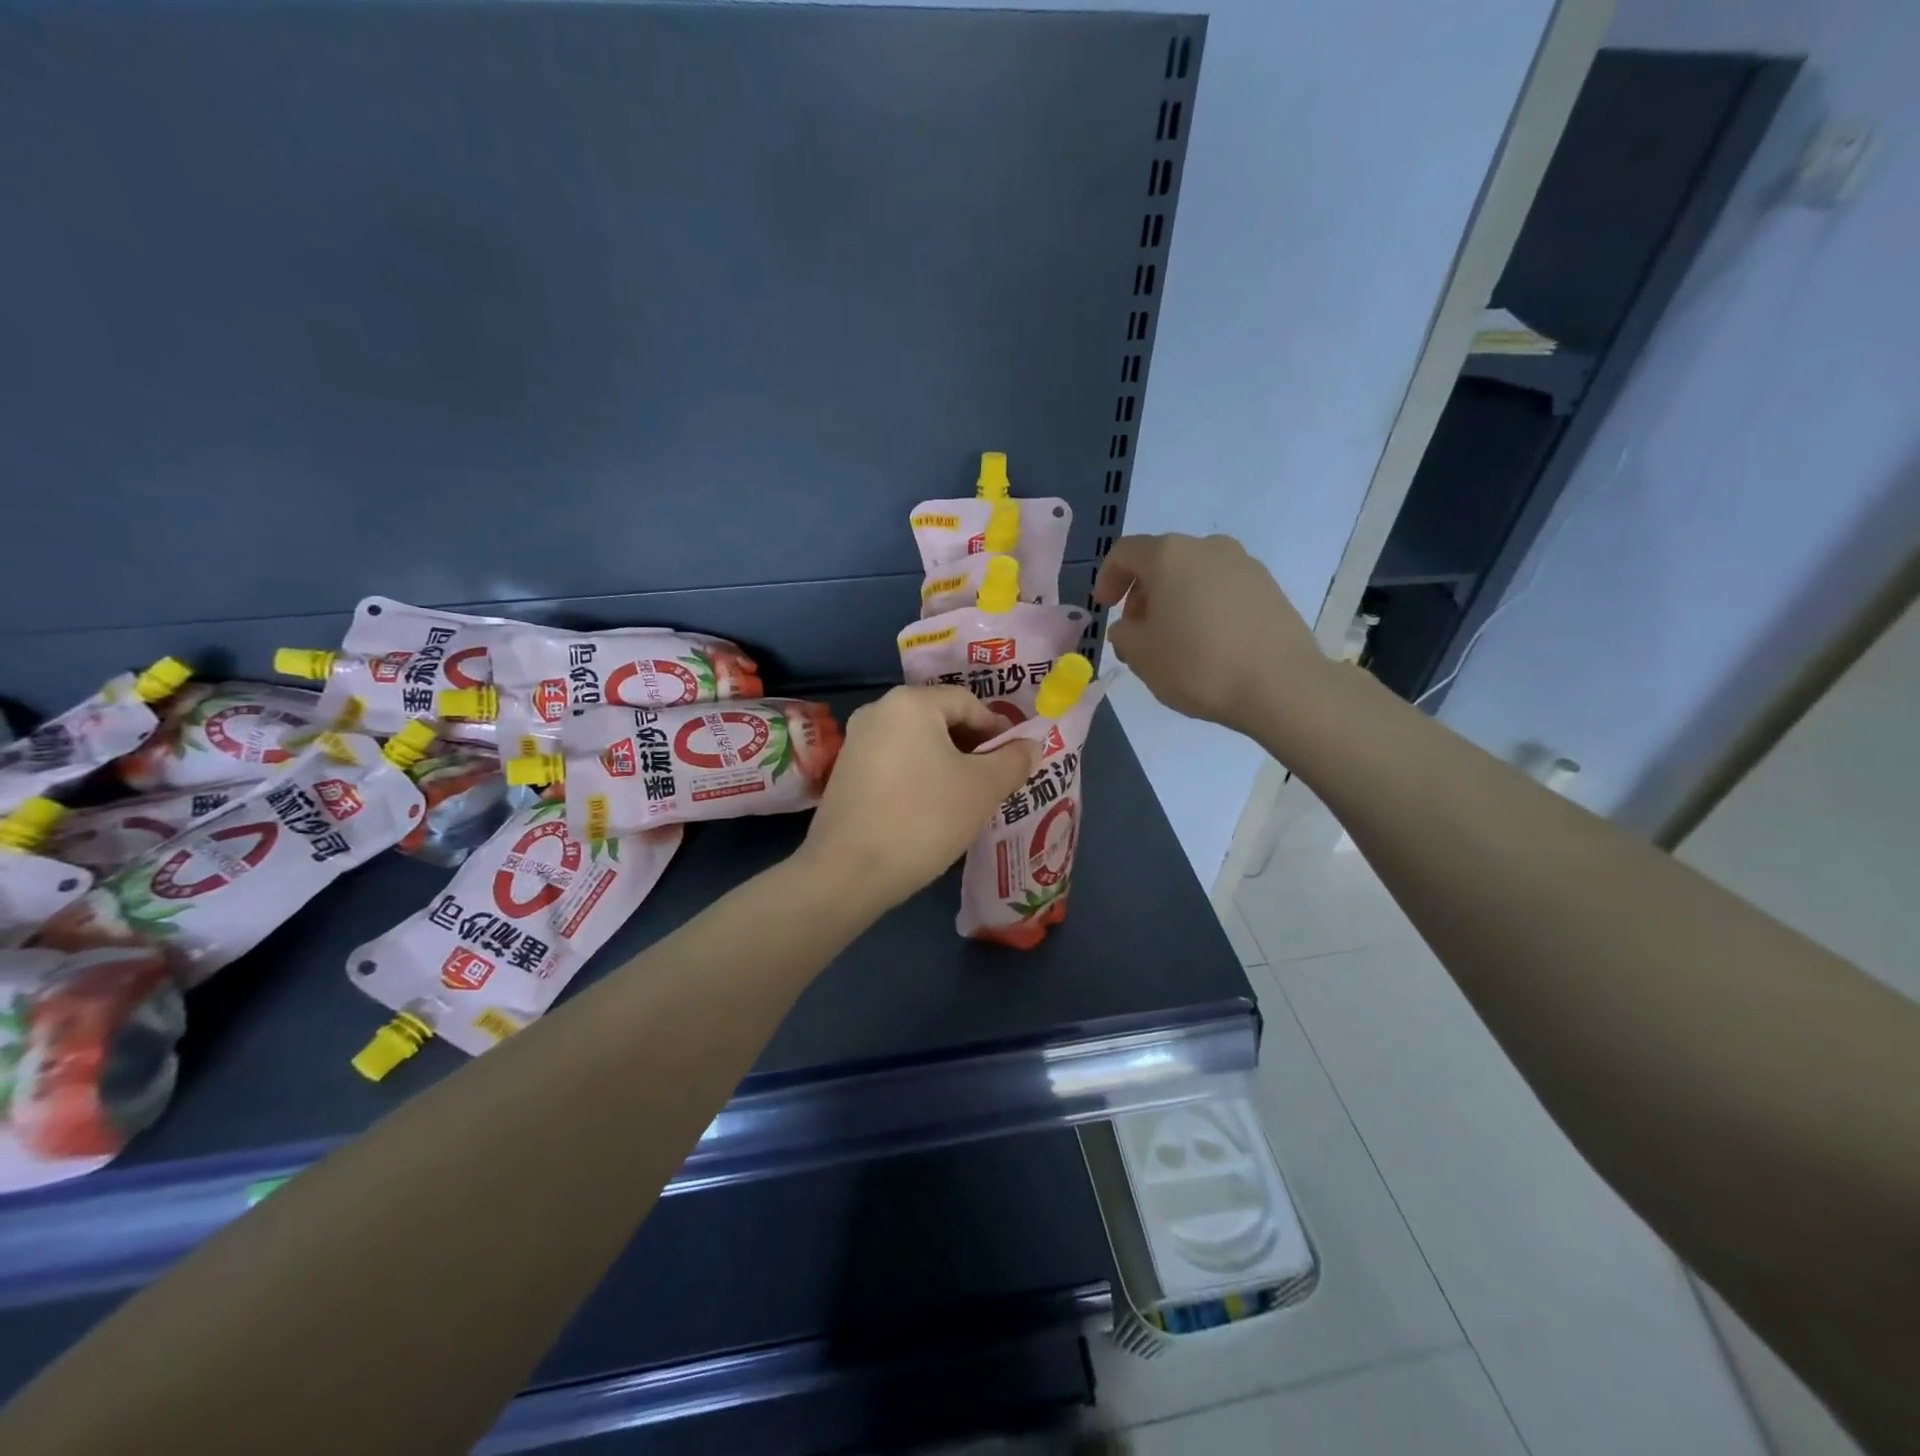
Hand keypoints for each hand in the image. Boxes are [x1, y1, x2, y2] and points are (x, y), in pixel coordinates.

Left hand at [799, 686, 1039, 909]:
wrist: (849, 871)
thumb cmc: (924, 819)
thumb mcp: (982, 789)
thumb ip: (1013, 761)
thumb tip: (1031, 745)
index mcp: (910, 703)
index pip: (968, 702)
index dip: (998, 729)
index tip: (1015, 760)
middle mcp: (877, 711)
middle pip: (940, 719)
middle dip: (972, 747)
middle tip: (994, 780)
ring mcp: (855, 742)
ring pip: (917, 743)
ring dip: (947, 764)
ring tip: (966, 798)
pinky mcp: (844, 773)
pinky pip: (894, 762)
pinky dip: (919, 776)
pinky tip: (930, 809)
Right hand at [1093, 533, 1329, 736]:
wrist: (1281, 685)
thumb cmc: (1198, 665)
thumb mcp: (1141, 655)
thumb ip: (1123, 634)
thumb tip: (1131, 626)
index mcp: (1169, 555)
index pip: (1125, 552)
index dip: (1107, 578)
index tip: (1105, 608)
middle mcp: (1208, 547)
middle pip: (1162, 561)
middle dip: (1143, 592)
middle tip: (1137, 629)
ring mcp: (1244, 565)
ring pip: (1194, 575)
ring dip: (1175, 600)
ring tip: (1174, 640)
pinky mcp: (1269, 588)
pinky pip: (1223, 590)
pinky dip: (1205, 607)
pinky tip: (1208, 643)